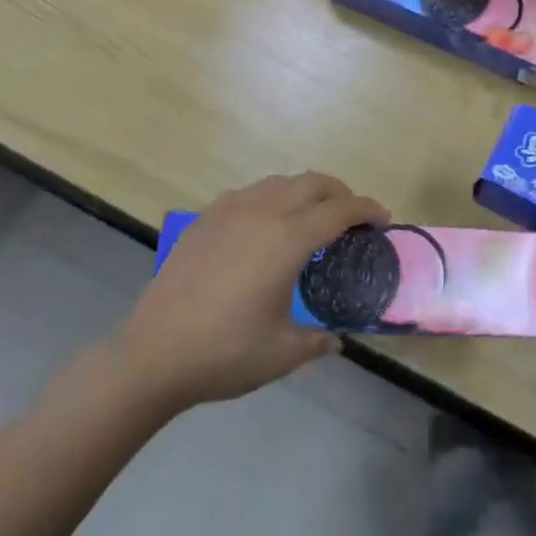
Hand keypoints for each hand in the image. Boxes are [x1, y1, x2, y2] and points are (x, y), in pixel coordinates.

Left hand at [114, 172, 389, 413]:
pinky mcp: (206, 217)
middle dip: (340, 192)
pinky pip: (251, 192)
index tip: (383, 218)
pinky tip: (267, 224)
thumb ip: (317, 341)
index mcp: (288, 239)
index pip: (339, 210)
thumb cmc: (223, 354)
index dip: (366, 210)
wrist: (152, 354)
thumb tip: (335, 340)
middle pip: (313, 183)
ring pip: (280, 182)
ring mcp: (230, 210)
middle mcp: (263, 212)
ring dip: (306, 191)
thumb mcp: (281, 353)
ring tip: (313, 216)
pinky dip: (273, 197)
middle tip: (353, 216)